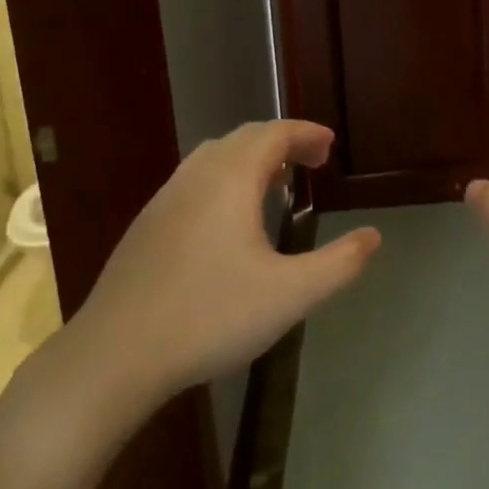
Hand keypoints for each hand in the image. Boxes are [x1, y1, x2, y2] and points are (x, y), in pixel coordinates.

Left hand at [68, 121, 379, 404]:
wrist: (115, 354)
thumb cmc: (210, 316)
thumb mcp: (290, 295)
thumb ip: (339, 263)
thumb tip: (374, 236)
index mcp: (231, 179)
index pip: (275, 133)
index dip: (306, 133)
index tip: (330, 146)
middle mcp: (197, 175)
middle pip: (245, 138)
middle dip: (283, 142)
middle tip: (312, 163)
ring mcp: (166, 198)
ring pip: (215, 156)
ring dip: (251, 159)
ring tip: (276, 184)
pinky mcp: (147, 224)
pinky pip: (195, 179)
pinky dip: (224, 178)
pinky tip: (229, 221)